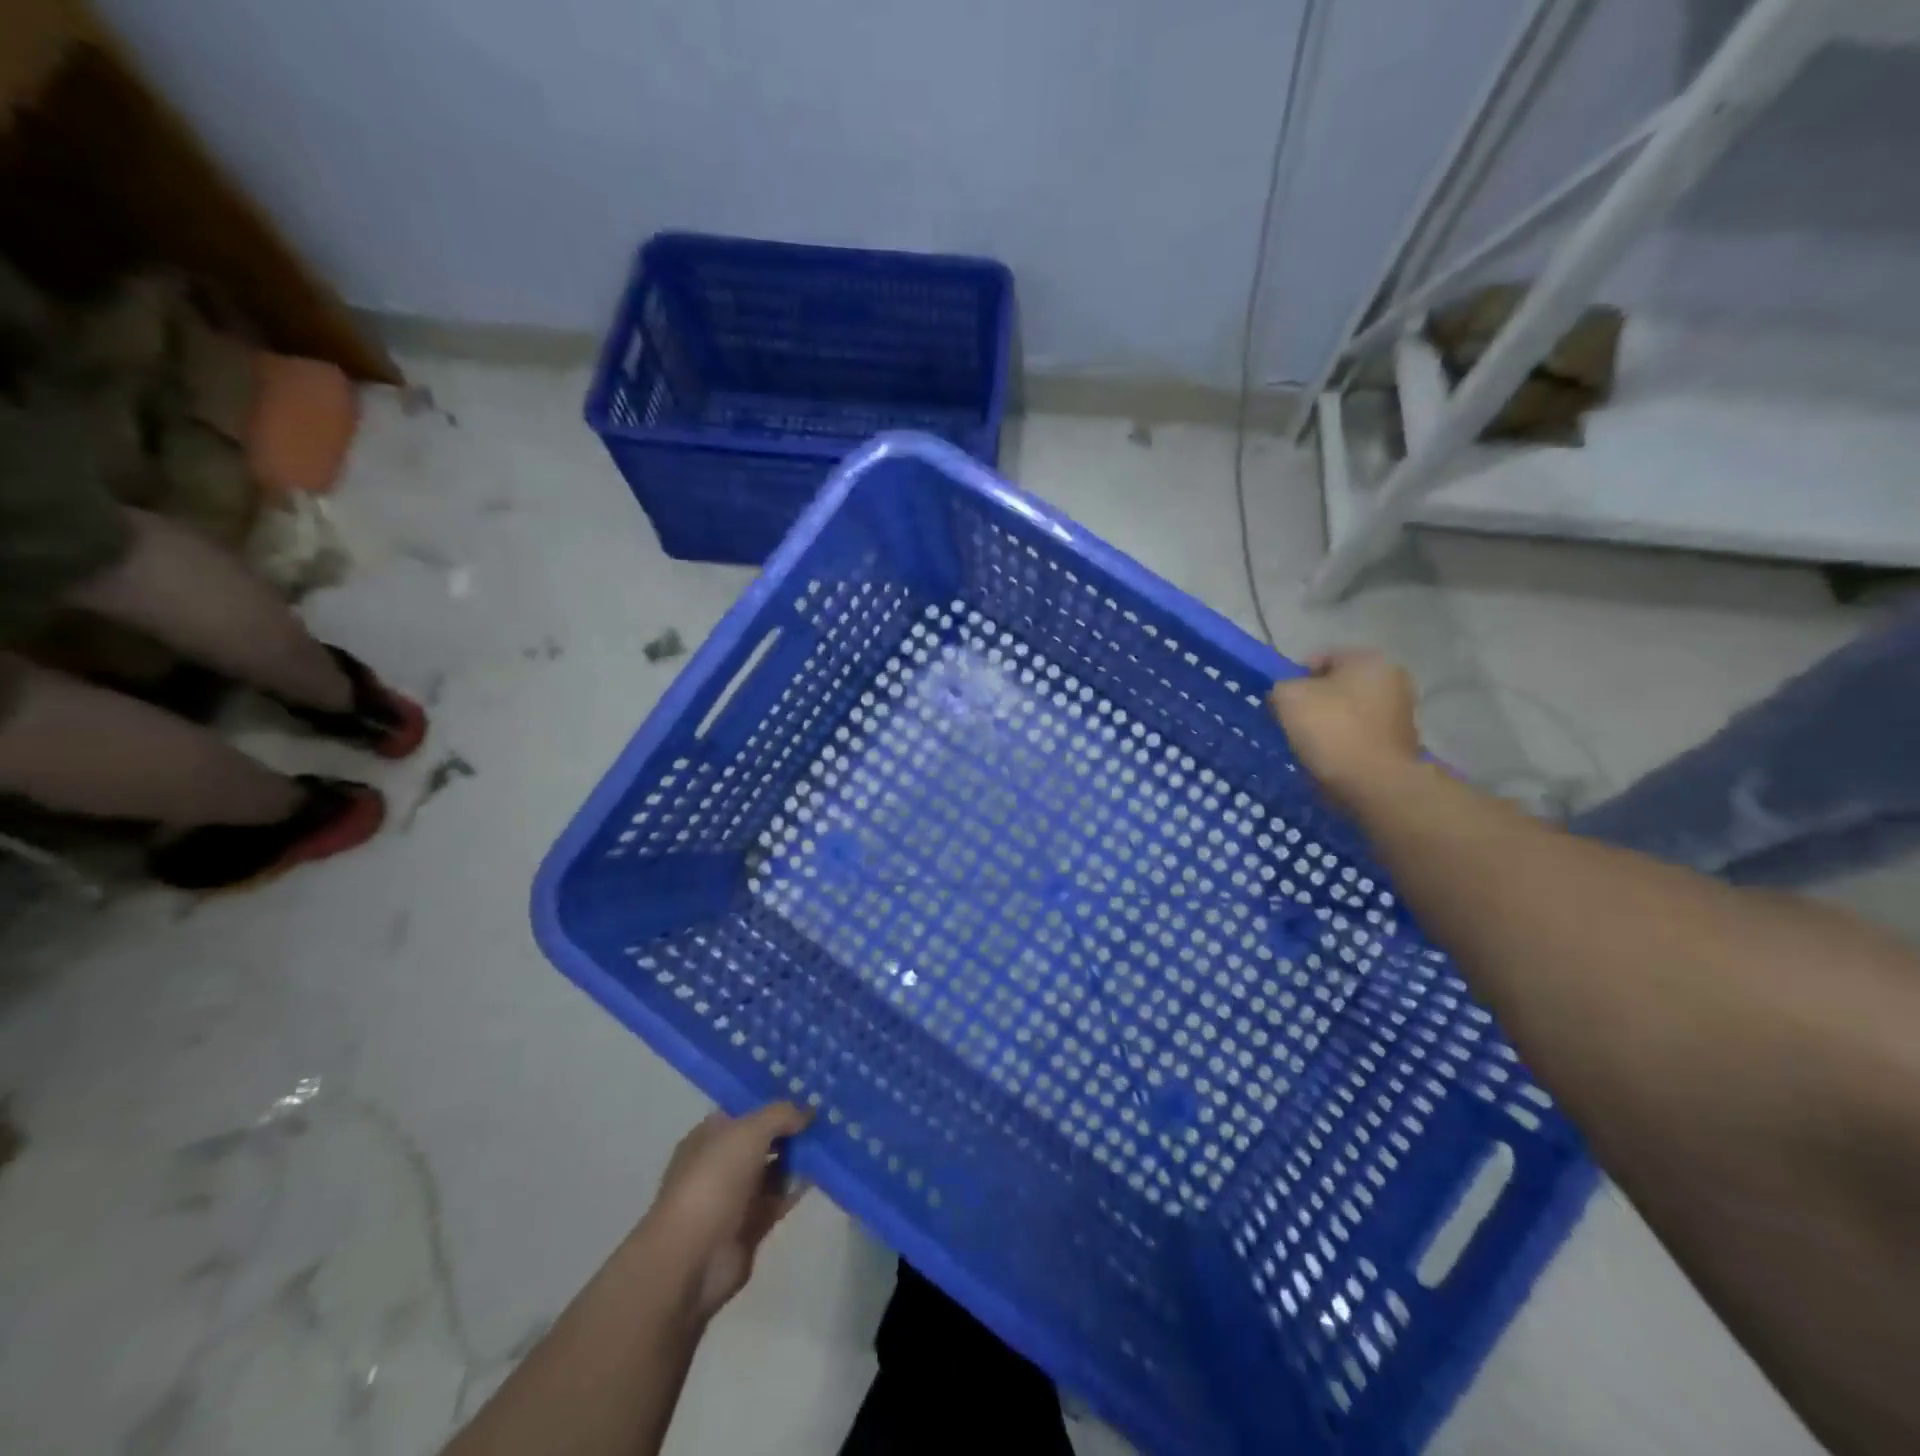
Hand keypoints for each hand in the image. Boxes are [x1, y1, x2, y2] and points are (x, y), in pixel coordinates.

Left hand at [639, 1102, 811, 1324]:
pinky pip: (781, 1197)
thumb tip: (808, 1111)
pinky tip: (824, 1171)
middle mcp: (722, 1162)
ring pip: (775, 1168)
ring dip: (800, 1156)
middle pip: (763, 1139)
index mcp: (711, 1135)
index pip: (747, 1110)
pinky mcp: (751, 1226)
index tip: (809, 1090)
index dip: (775, 1100)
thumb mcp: (749, 1131)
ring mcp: (736, 1196)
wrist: (691, 1258)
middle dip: (792, 1128)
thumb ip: (781, 1115)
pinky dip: (799, 1186)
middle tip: (829, 1113)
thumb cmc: (714, 1180)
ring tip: (834, 1137)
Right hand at [1267, 650, 1420, 813]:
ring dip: (1330, 724)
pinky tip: (1330, 759)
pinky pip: (1361, 735)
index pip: (1321, 658)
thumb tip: (1286, 693)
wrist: (1374, 783)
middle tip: (1292, 723)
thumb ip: (1281, 686)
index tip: (1281, 702)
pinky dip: (1345, 743)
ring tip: (1309, 745)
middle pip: (1338, 686)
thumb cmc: (1331, 730)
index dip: (1295, 678)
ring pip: (1350, 712)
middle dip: (1315, 701)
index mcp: (1368, 659)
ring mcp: (1403, 712)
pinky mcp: (1402, 742)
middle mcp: (1393, 679)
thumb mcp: (1288, 697)